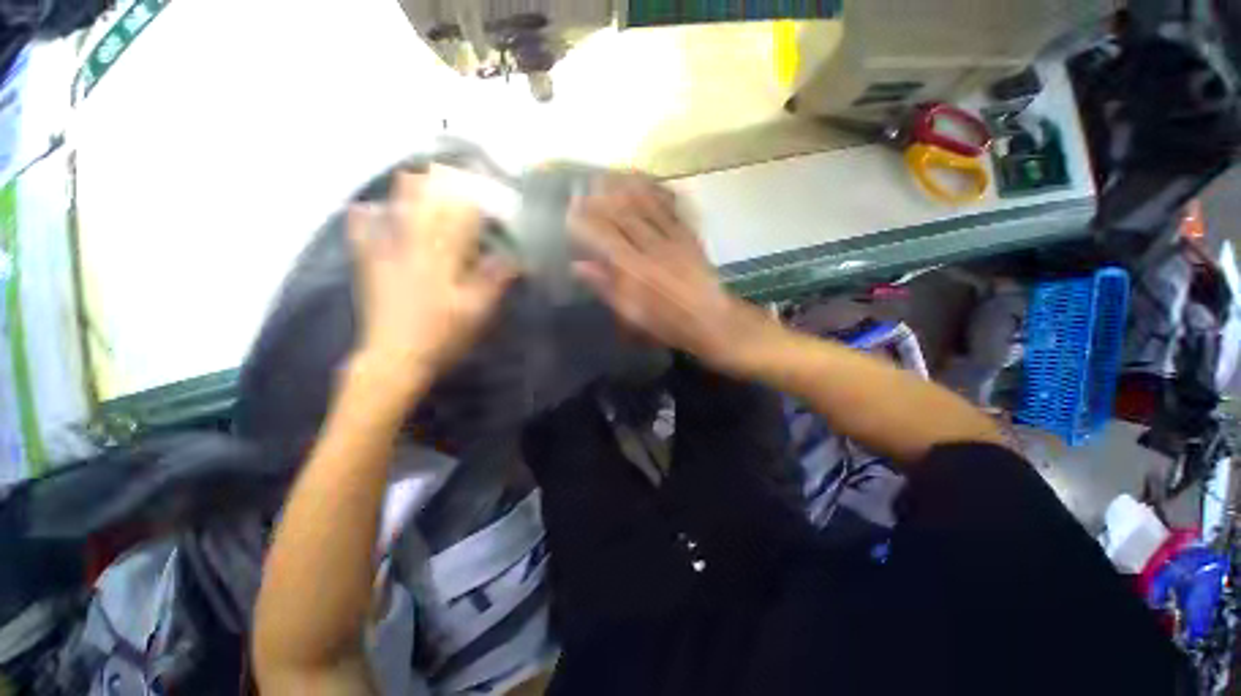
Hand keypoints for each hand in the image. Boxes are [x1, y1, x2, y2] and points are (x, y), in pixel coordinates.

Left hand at [348, 169, 517, 389]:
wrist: (395, 358)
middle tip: (448, 169)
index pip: (461, 218)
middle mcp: (414, 247)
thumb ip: (495, 280)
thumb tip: (516, 258)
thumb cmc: (443, 334)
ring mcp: (388, 255)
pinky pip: (363, 236)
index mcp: (444, 257)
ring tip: (413, 173)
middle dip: (439, 186)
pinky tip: (365, 207)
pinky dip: (364, 220)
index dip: (474, 199)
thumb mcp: (479, 311)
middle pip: (426, 207)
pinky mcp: (371, 269)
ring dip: (406, 193)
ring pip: (396, 214)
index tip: (485, 185)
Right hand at [570, 176, 774, 372]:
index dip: (585, 221)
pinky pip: (670, 208)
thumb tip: (578, 265)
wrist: (711, 321)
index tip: (571, 209)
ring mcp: (673, 239)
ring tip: (608, 175)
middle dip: (601, 199)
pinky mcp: (689, 236)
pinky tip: (645, 183)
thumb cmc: (668, 323)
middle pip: (623, 216)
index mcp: (635, 271)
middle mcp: (652, 248)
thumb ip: (606, 287)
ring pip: (645, 206)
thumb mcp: (632, 314)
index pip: (604, 237)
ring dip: (625, 189)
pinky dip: (654, 193)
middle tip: (584, 186)